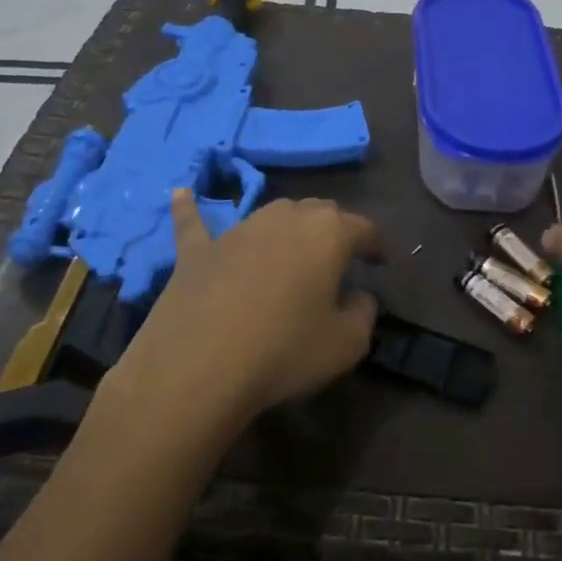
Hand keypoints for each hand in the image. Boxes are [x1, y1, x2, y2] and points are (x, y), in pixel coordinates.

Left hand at [114, 191, 382, 431]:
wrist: (199, 367)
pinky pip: (194, 223)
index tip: (380, 262)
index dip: (376, 244)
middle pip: (318, 212)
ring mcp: (238, 230)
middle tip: (337, 259)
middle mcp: (285, 218)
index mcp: (328, 234)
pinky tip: (181, 193)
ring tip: (292, 249)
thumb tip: (358, 296)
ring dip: (287, 227)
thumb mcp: (347, 344)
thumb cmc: (284, 352)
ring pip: (271, 214)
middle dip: (333, 230)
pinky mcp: (198, 251)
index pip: (364, 228)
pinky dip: (191, 209)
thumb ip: (364, 313)